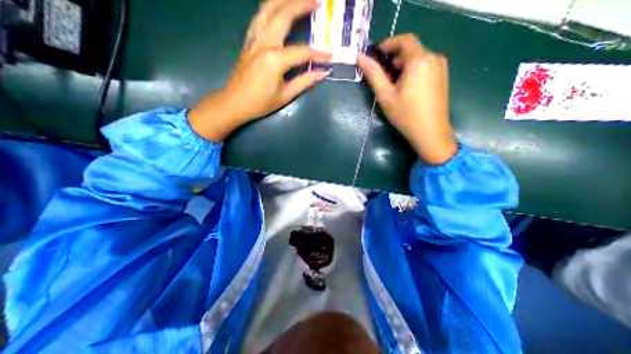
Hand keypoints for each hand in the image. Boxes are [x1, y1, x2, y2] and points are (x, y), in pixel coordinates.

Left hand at [189, 0, 332, 141]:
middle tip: (319, 1)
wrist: (234, 102)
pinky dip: (270, 7)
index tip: (330, 57)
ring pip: (268, 8)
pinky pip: (260, 17)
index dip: (318, 54)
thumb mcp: (285, 96)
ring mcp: (254, 39)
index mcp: (275, 59)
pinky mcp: (248, 40)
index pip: (302, 52)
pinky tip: (278, 7)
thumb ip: (305, 81)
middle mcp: (264, 42)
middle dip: (303, 4)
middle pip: (284, 14)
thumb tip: (323, 73)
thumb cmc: (260, 103)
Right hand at [357, 34, 455, 163]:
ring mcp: (441, 68)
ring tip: (392, 86)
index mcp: (419, 60)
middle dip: (393, 59)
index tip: (375, 56)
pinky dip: (412, 72)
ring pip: (417, 59)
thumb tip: (360, 57)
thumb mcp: (386, 95)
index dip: (388, 44)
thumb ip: (373, 74)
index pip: (404, 39)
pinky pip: (424, 67)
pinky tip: (405, 89)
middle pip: (411, 50)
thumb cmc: (406, 115)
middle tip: (381, 77)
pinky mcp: (442, 78)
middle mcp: (434, 58)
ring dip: (402, 67)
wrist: (430, 133)